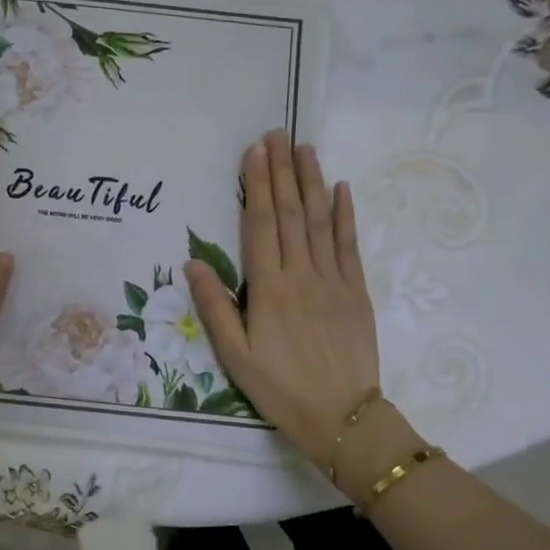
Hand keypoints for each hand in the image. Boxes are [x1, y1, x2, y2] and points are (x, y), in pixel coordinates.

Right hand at [185, 130, 380, 475]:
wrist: (342, 417)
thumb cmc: (280, 389)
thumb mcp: (236, 357)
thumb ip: (215, 308)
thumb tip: (192, 263)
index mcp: (269, 289)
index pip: (260, 224)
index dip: (256, 185)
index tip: (254, 151)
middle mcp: (302, 274)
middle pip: (289, 213)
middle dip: (281, 171)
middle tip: (276, 133)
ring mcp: (333, 280)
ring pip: (319, 220)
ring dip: (311, 181)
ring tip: (304, 147)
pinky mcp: (357, 291)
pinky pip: (349, 245)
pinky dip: (345, 214)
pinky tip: (341, 189)